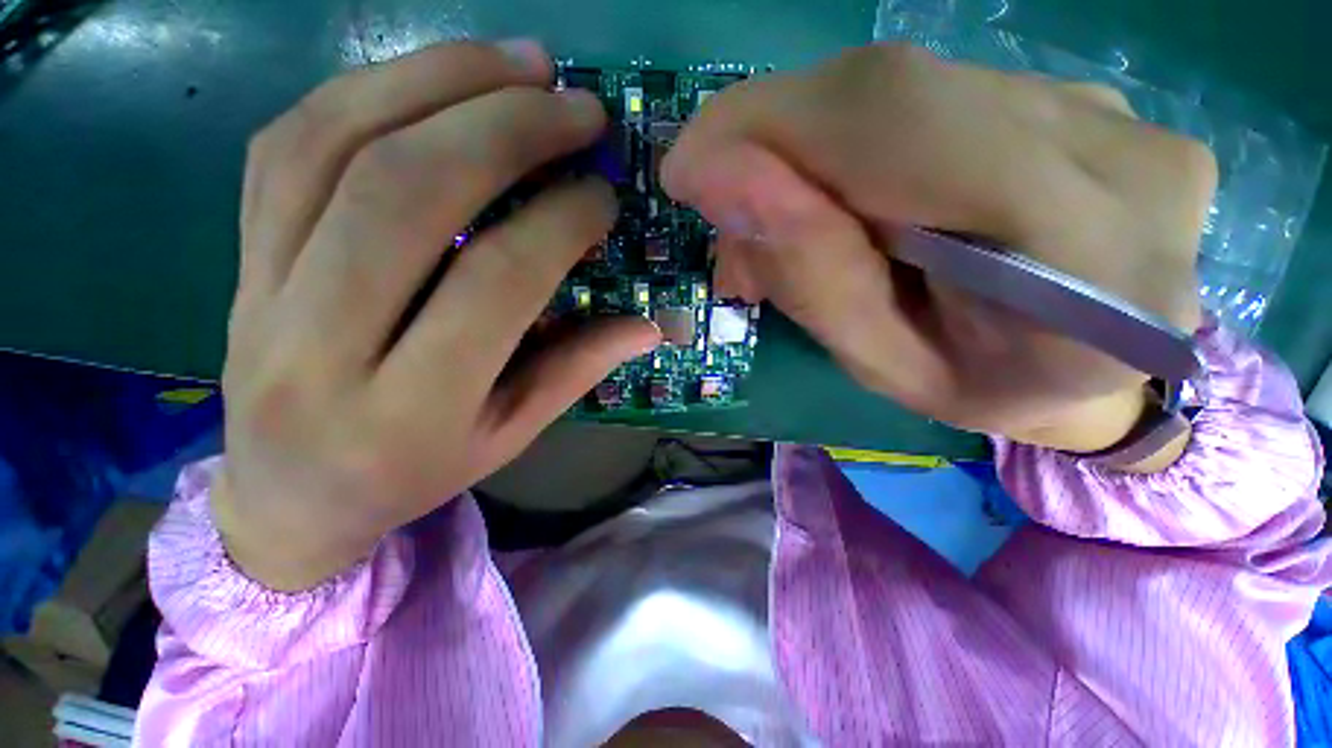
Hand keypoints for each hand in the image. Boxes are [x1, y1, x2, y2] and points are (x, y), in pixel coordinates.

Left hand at [216, 41, 658, 590]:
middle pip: (406, 195)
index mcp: (409, 409)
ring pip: (335, 147)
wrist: (288, 498)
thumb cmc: (413, 473)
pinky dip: (367, 90)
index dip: (558, 223)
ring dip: (436, 81)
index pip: (495, 284)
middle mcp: (321, 345)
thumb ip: (577, 370)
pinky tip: (435, 77)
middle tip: (573, 102)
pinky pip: (286, 146)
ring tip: (518, 62)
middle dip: (504, 127)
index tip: (602, 193)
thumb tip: (649, 325)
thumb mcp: (509, 436)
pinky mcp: (237, 258)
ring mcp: (259, 291)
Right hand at [663, 45, 1214, 458]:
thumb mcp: (883, 364)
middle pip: (897, 94)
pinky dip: (861, 142)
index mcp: (1088, 266)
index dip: (771, 127)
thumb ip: (813, 276)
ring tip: (788, 225)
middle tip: (728, 209)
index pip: (902, 129)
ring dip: (814, 151)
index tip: (687, 169)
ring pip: (908, 90)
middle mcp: (1120, 161)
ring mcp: (1112, 114)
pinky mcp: (1085, 100)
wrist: (1091, 367)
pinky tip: (852, 200)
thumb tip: (723, 177)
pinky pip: (935, 94)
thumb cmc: (981, 389)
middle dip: (777, 143)